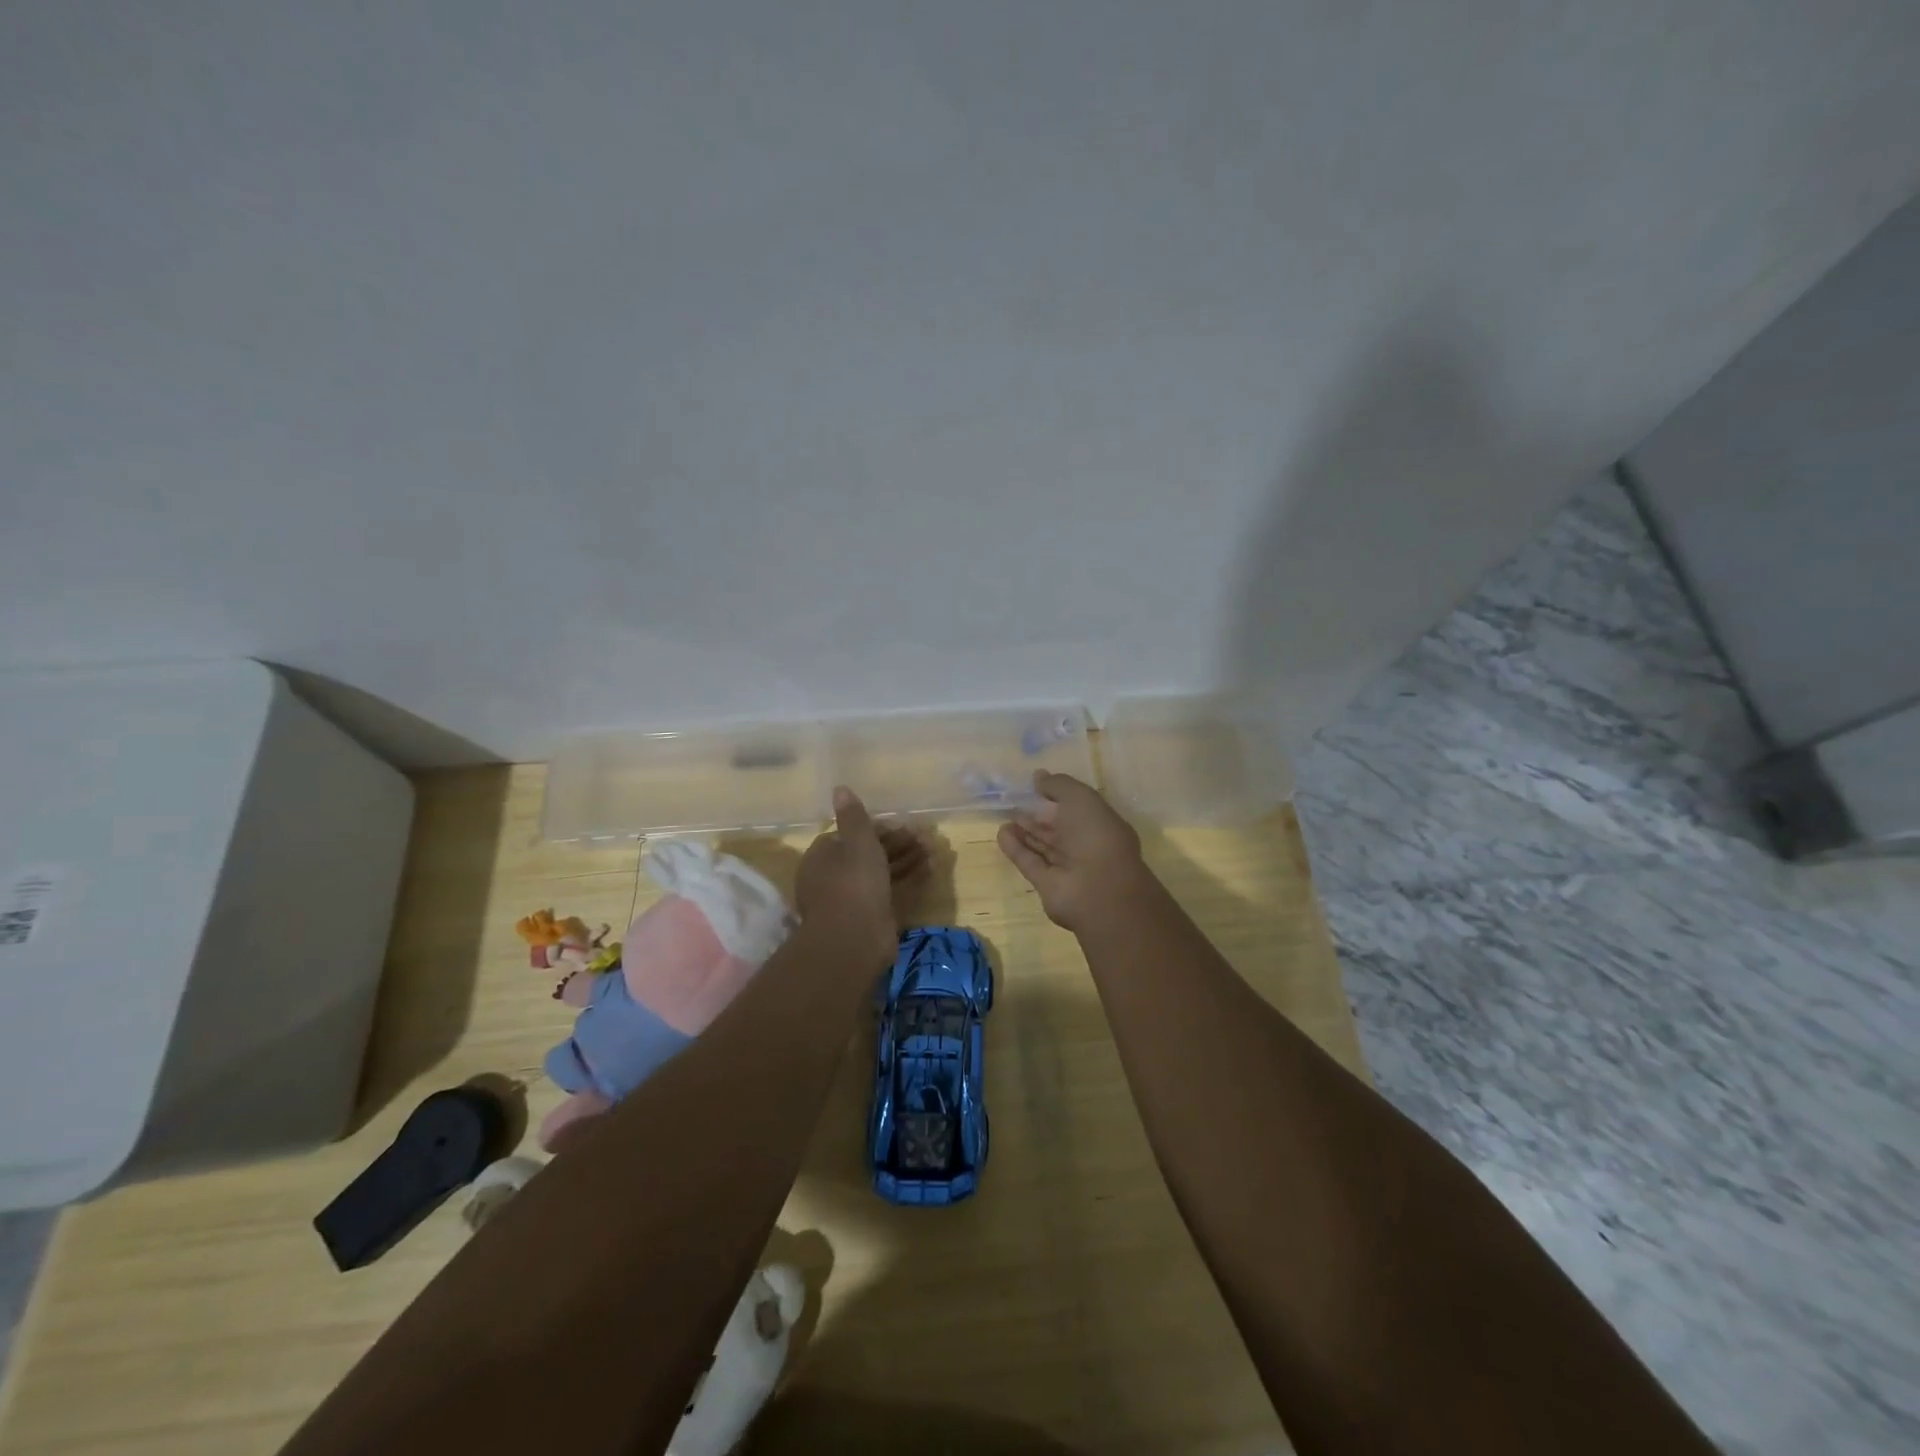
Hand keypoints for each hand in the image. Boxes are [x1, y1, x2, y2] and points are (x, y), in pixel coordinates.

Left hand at [796, 787, 927, 964]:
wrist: (854, 940)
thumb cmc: (853, 883)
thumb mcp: (856, 842)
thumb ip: (853, 816)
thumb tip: (839, 787)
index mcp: (822, 856)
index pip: (850, 834)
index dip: (877, 828)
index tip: (903, 824)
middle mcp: (833, 876)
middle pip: (867, 853)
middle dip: (897, 843)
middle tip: (925, 836)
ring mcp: (851, 898)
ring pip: (881, 872)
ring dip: (906, 859)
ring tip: (933, 849)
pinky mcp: (869, 916)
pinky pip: (889, 891)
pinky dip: (907, 879)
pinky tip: (930, 869)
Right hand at [997, 771, 1149, 931]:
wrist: (1098, 890)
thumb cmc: (1096, 836)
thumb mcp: (1080, 798)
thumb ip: (1058, 785)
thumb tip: (1039, 776)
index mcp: (1102, 825)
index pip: (1078, 809)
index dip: (1058, 797)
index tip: (1036, 787)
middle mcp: (1087, 847)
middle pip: (1059, 829)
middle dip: (1039, 817)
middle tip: (1015, 803)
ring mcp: (1068, 868)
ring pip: (1043, 846)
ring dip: (1025, 832)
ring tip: (1005, 817)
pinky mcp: (1048, 885)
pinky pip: (1030, 863)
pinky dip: (1016, 848)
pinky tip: (1001, 834)